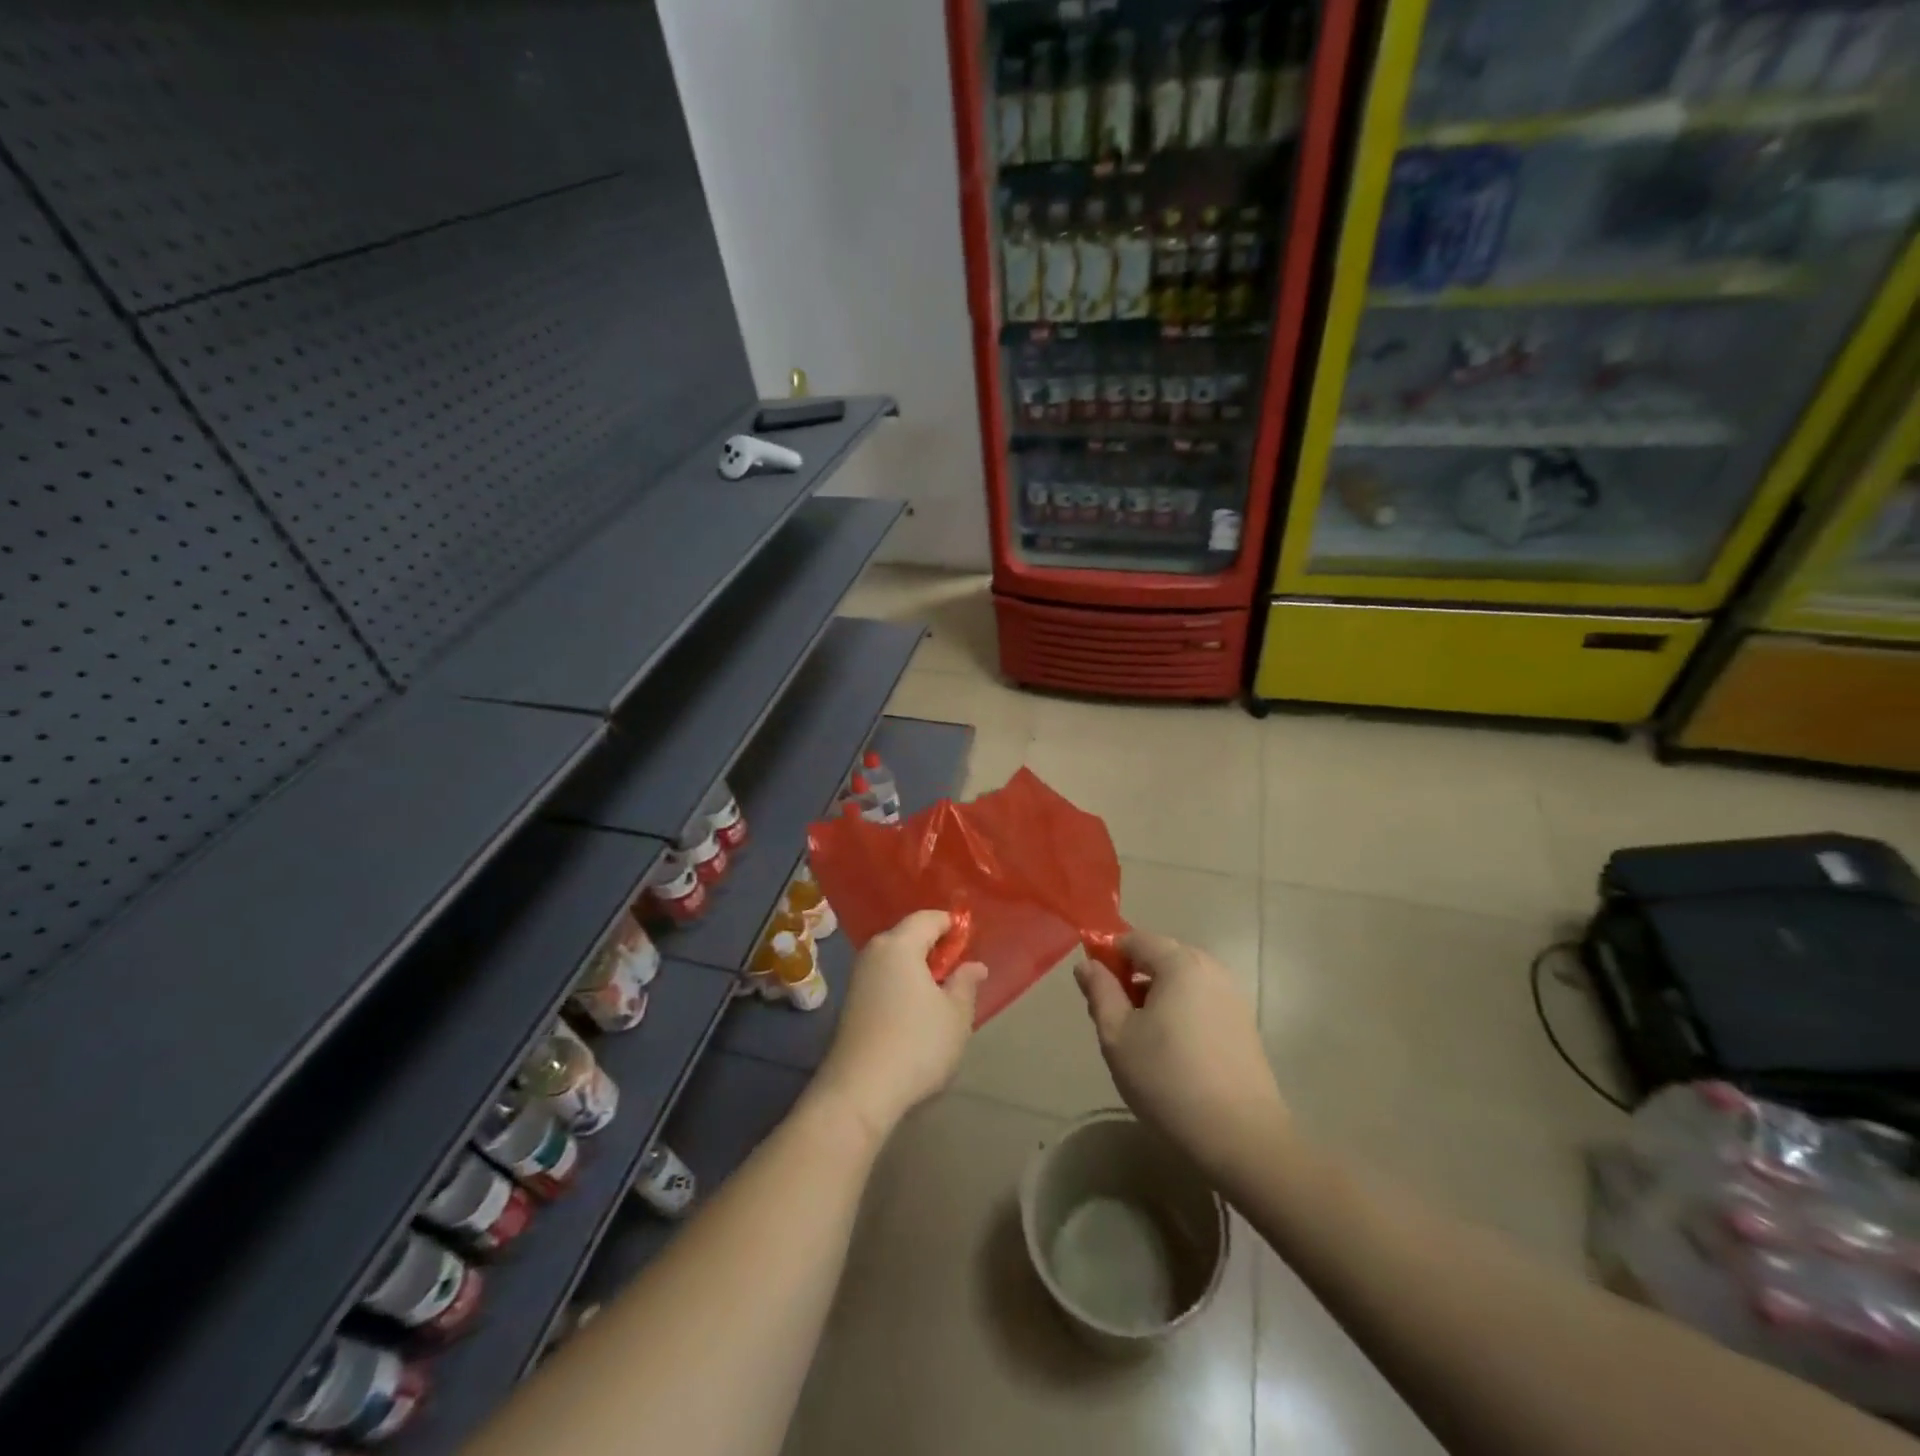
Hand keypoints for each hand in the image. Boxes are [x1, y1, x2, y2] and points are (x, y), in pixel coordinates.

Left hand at [814, 910, 986, 1145]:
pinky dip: (902, 985)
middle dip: (935, 948)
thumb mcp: (956, 1014)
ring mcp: (858, 977)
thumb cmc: (917, 1044)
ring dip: (918, 970)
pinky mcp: (851, 1002)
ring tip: (941, 996)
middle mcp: (874, 952)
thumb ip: (966, 983)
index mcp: (899, 944)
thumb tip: (974, 965)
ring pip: (895, 959)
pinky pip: (884, 979)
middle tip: (959, 972)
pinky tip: (916, 1012)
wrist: (859, 1091)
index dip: (952, 926)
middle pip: (908, 936)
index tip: (971, 944)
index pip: (928, 918)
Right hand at [1075, 930, 1286, 1180]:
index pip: (1134, 939)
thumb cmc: (1168, 1080)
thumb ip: (1100, 992)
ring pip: (1181, 982)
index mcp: (1180, 962)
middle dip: (1132, 977)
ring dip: (1156, 997)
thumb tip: (1088, 964)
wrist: (1242, 1138)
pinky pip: (1201, 1002)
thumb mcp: (1117, 1035)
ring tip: (1142, 1040)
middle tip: (1114, 1019)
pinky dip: (1180, 1013)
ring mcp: (1232, 996)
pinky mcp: (1244, 1024)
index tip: (1094, 990)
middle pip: (1160, 956)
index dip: (1108, 956)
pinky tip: (1173, 1053)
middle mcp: (1211, 968)